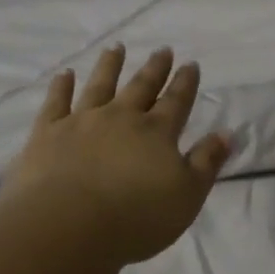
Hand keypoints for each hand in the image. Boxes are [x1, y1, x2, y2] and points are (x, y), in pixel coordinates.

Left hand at [0, 46, 230, 267]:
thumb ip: (206, 162)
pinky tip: (65, 75)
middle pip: (141, 87)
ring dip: (109, 66)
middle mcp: (121, 118)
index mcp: (157, 133)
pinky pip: (56, 103)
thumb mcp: (187, 196)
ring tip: (116, 48)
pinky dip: (61, 87)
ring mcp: (82, 122)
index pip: (176, 102)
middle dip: (154, 68)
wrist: (67, 226)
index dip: (185, 83)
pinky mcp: (47, 133)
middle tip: (162, 49)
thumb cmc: (136, 218)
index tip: (191, 64)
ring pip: (99, 86)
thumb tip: (226, 133)